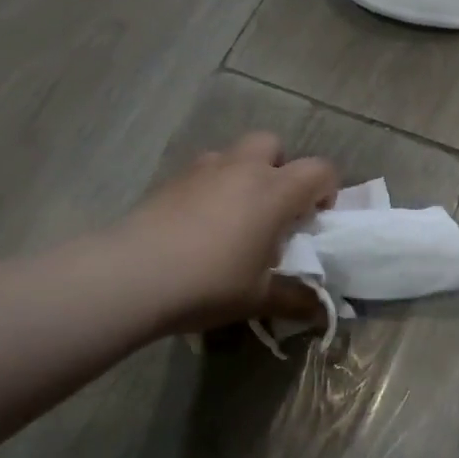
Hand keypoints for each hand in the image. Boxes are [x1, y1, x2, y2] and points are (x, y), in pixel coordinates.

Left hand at [117, 133, 337, 332]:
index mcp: (274, 192)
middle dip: (281, 169)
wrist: (131, 276)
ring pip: (235, 153)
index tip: (314, 220)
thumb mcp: (260, 298)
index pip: (319, 170)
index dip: (327, 190)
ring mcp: (203, 169)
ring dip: (245, 174)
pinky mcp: (171, 180)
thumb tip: (322, 312)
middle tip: (275, 209)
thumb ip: (296, 299)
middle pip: (274, 145)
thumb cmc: (210, 283)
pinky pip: (204, 171)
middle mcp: (242, 169)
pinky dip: (213, 187)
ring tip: (236, 216)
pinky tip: (201, 224)